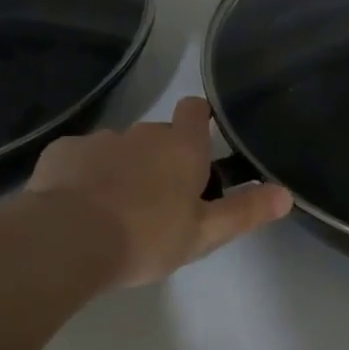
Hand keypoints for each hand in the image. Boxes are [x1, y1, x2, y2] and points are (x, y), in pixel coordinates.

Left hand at [24, 96, 292, 286]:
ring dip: (122, 168)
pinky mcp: (62, 153)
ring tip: (115, 208)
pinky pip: (80, 159)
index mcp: (180, 148)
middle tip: (161, 199)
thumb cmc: (147, 236)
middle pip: (157, 134)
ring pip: (118, 148)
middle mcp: (142, 133)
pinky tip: (78, 205)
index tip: (201, 141)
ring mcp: (99, 140)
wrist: (69, 239)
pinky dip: (84, 175)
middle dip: (161, 157)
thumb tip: (286, 193)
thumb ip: (245, 211)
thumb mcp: (204, 234)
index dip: (200, 120)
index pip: (195, 110)